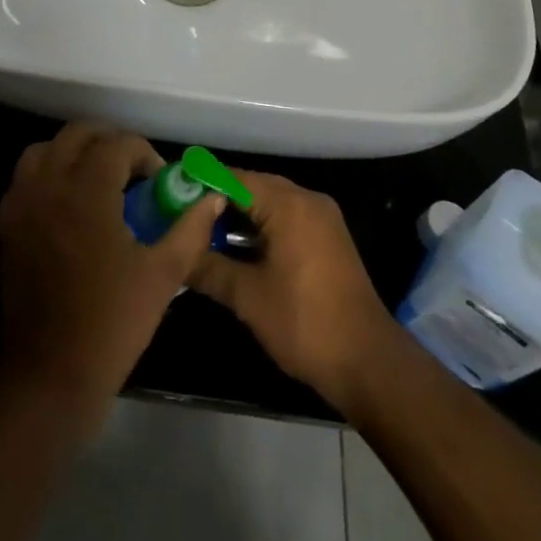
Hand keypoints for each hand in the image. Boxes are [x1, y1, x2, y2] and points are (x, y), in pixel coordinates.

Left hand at [0, 123, 223, 427]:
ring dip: (75, 152)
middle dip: (109, 142)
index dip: (143, 154)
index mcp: (87, 190)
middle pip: (78, 134)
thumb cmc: (112, 322)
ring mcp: (22, 202)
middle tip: (132, 171)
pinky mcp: (7, 223)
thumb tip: (211, 197)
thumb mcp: (163, 274)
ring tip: (99, 179)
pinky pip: (26, 177)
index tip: (158, 181)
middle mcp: (50, 184)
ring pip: (46, 149)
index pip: (117, 143)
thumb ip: (190, 229)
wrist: (51, 373)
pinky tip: (70, 203)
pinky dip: (49, 173)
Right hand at [189, 172, 396, 406]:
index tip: (172, 192)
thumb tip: (177, 255)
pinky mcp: (328, 238)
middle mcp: (307, 200)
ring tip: (202, 230)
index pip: (234, 178)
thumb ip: (209, 268)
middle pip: (252, 186)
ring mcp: (322, 219)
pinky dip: (260, 226)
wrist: (368, 362)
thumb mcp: (248, 297)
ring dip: (239, 214)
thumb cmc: (304, 323)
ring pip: (269, 203)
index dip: (201, 183)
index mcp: (288, 204)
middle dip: (217, 199)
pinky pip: (286, 218)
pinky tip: (236, 246)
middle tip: (181, 213)